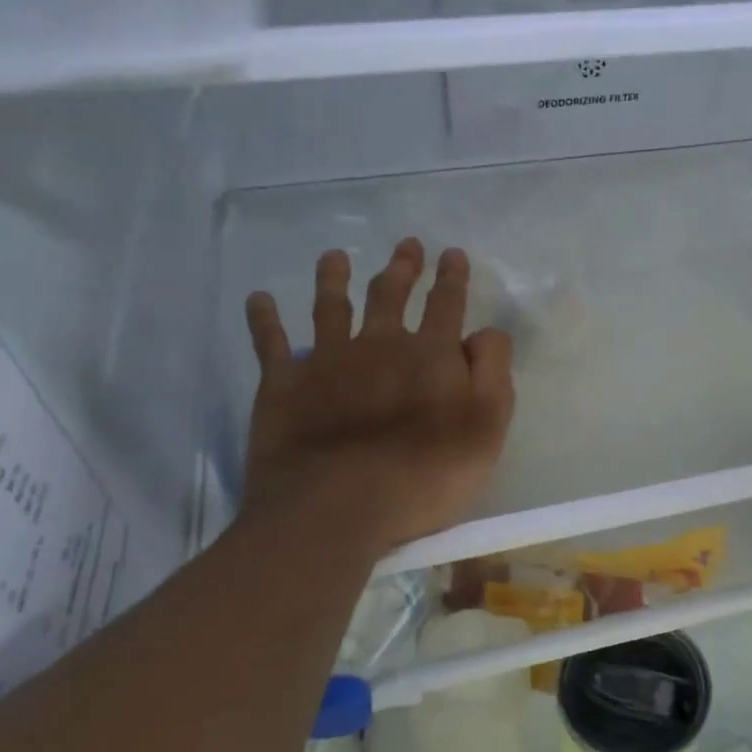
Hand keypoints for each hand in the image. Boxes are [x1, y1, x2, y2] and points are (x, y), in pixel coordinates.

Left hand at [241, 239, 514, 550]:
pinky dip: (264, 318)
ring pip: (330, 307)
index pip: (446, 304)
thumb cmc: (426, 474)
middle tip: (407, 245)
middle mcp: (378, 344)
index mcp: (430, 355)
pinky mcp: (283, 386)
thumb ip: (492, 373)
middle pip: (390, 295)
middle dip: (402, 268)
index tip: (453, 254)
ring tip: (334, 257)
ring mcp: (327, 361)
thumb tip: (485, 333)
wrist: (339, 506)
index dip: (452, 278)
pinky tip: (259, 299)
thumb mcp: (487, 427)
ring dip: (333, 279)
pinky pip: (270, 342)